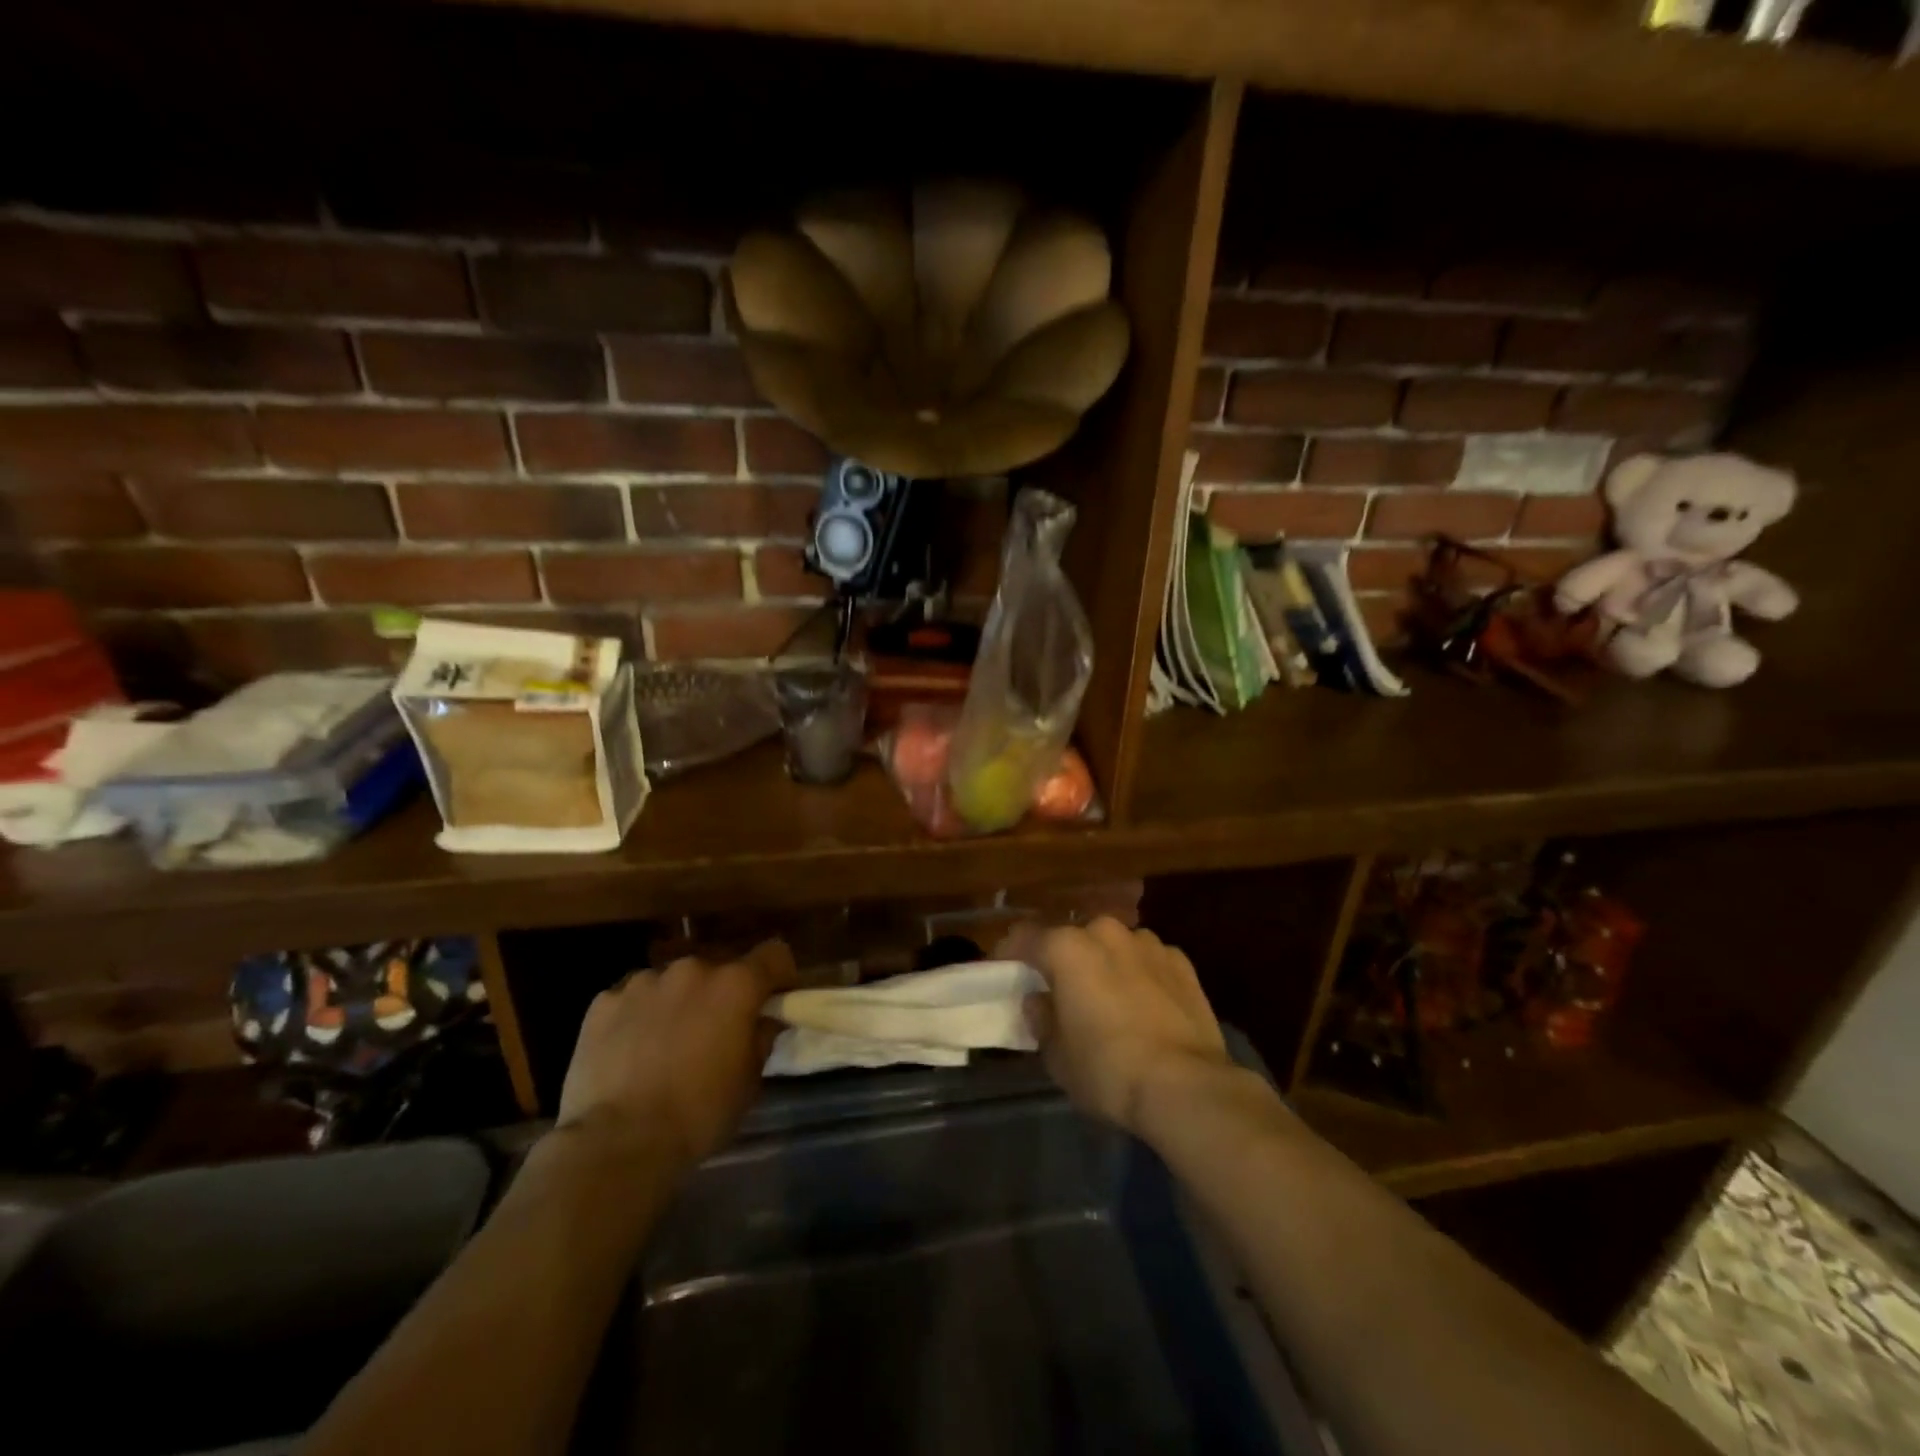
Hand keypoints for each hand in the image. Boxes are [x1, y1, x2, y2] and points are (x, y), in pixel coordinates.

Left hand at [555, 940, 796, 1168]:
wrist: (619, 1142)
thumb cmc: (699, 1112)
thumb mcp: (749, 1080)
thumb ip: (761, 1037)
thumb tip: (763, 1020)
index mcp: (735, 984)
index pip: (774, 954)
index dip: (779, 975)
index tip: (774, 1001)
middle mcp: (692, 969)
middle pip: (718, 969)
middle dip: (721, 994)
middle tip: (714, 1032)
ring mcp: (644, 981)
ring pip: (672, 983)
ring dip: (678, 1002)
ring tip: (666, 1044)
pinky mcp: (604, 1001)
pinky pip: (632, 999)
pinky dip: (637, 1016)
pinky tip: (630, 1052)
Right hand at [999, 918, 1229, 1135]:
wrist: (1185, 1086)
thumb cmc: (1107, 1069)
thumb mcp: (1057, 1056)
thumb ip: (1042, 1020)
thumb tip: (1040, 1001)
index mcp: (1067, 948)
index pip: (1024, 937)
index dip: (1009, 953)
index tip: (1004, 971)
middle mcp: (1105, 932)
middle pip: (1073, 938)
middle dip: (1064, 959)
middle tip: (1061, 990)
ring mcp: (1148, 942)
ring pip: (1113, 946)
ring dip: (1104, 963)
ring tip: (1108, 997)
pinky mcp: (1181, 961)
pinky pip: (1147, 961)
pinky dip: (1140, 974)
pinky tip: (1145, 1004)